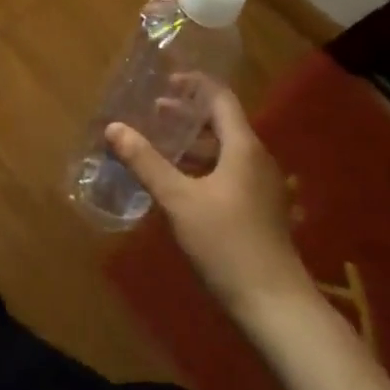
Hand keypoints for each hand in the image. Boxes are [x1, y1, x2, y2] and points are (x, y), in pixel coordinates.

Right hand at [106, 75, 315, 321]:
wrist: (276, 307)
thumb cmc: (227, 243)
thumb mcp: (179, 200)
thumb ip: (146, 161)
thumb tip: (113, 127)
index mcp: (243, 147)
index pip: (220, 98)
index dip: (193, 85)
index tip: (164, 82)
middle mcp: (257, 160)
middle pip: (222, 123)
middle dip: (186, 115)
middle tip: (152, 113)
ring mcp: (261, 187)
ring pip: (224, 151)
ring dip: (192, 143)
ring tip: (159, 145)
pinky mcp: (259, 211)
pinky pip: (228, 173)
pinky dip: (202, 166)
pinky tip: (177, 182)